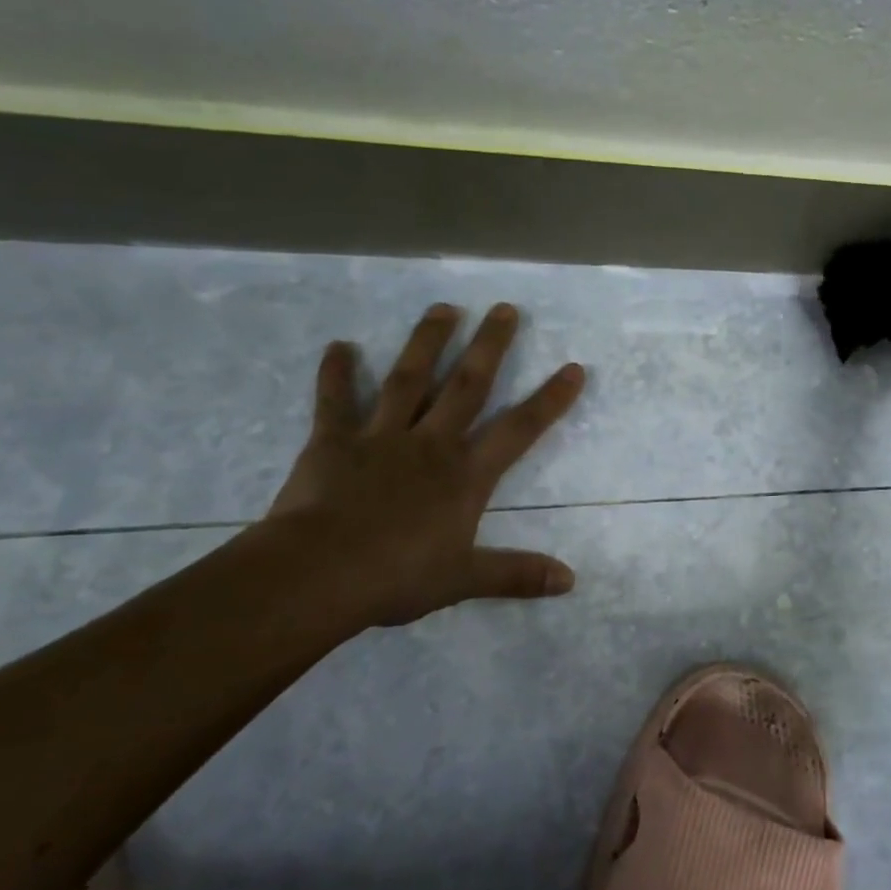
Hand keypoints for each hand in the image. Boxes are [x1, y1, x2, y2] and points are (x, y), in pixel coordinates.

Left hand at [266, 302, 585, 626]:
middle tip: (504, 308)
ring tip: (443, 307)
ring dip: (427, 342)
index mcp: (465, 475)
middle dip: (489, 346)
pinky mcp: (333, 441)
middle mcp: (431, 444)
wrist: (318, 574)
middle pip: (467, 386)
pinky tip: (339, 346)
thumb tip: (571, 581)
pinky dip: (337, 373)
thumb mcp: (464, 580)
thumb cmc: (397, 577)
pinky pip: (336, 401)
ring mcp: (381, 437)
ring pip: (410, 380)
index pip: (519, 430)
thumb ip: (516, 574)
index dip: (549, 400)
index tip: (573, 368)